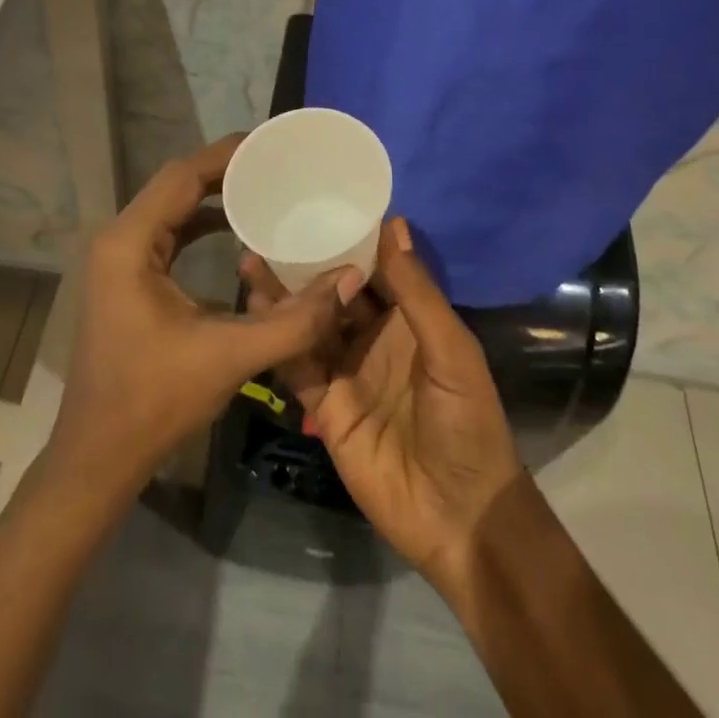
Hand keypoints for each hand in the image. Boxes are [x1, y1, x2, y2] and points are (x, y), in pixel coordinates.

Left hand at [47, 135, 365, 496]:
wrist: (97, 459)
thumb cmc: (154, 403)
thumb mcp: (229, 357)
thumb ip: (293, 319)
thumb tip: (348, 280)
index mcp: (130, 243)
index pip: (182, 175)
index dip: (228, 154)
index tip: (273, 145)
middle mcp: (118, 239)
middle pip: (176, 184)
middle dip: (225, 170)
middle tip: (277, 164)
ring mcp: (118, 259)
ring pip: (171, 207)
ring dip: (213, 194)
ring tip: (264, 188)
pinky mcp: (126, 278)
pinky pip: (168, 233)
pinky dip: (200, 222)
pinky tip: (236, 232)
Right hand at [242, 217, 523, 585]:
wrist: (458, 517)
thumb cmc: (467, 422)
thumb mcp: (451, 350)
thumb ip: (417, 291)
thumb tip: (393, 223)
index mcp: (408, 318)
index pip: (374, 266)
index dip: (350, 236)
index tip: (318, 200)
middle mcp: (373, 336)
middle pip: (334, 290)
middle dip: (307, 260)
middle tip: (271, 225)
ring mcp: (346, 369)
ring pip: (309, 321)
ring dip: (284, 293)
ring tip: (251, 256)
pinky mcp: (324, 404)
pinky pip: (297, 363)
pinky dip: (278, 338)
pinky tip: (254, 309)